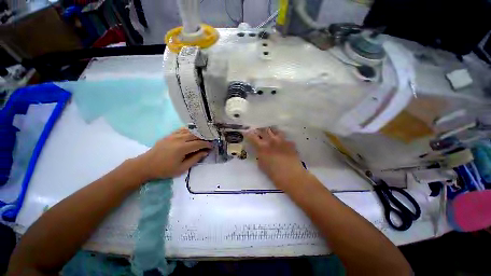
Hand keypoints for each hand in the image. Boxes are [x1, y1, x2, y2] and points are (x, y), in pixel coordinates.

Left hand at [135, 128, 211, 180]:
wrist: (146, 165)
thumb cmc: (164, 169)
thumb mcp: (182, 168)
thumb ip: (195, 159)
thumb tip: (205, 152)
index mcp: (182, 148)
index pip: (199, 143)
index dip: (207, 144)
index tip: (212, 146)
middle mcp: (179, 139)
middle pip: (196, 135)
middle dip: (204, 138)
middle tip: (209, 141)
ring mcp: (174, 135)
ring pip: (190, 131)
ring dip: (198, 133)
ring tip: (203, 137)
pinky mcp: (169, 135)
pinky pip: (182, 129)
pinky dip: (189, 130)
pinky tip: (193, 132)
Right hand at [246, 128, 306, 188]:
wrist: (292, 176)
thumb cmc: (274, 174)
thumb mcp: (261, 165)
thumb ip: (259, 155)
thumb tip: (259, 151)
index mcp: (262, 147)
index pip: (252, 136)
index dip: (248, 134)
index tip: (247, 133)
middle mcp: (271, 140)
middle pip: (263, 129)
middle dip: (259, 130)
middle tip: (258, 133)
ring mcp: (282, 140)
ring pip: (274, 130)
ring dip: (270, 131)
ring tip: (270, 134)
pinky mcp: (290, 142)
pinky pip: (283, 137)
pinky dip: (280, 138)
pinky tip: (281, 142)